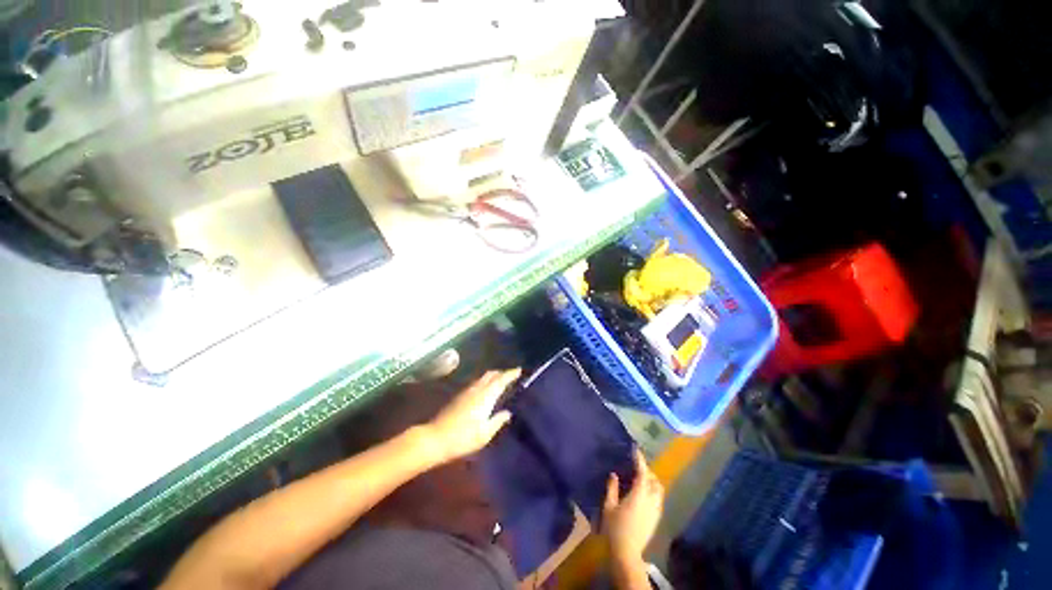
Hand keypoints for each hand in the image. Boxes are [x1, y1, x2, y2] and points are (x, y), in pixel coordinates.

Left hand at [424, 369, 519, 463]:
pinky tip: (484, 390)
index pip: (501, 380)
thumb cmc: (463, 437)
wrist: (435, 439)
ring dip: (492, 376)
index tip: (519, 370)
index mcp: (486, 396)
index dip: (510, 374)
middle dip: (502, 373)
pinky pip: (476, 383)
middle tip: (511, 375)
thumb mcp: (485, 434)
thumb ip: (498, 421)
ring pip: (482, 378)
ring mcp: (466, 392)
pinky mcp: (458, 396)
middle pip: (491, 375)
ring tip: (500, 381)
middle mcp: (476, 389)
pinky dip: (484, 382)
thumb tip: (507, 413)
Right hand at [603, 448, 664, 562]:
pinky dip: (653, 491)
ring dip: (652, 480)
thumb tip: (614, 474)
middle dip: (647, 470)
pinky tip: (644, 493)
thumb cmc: (615, 528)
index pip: (642, 472)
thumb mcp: (609, 506)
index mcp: (638, 495)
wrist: (626, 552)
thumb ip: (612, 488)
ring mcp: (655, 510)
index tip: (636, 449)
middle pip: (654, 480)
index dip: (640, 459)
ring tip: (642, 478)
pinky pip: (658, 499)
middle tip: (637, 465)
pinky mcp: (656, 519)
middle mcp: (650, 500)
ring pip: (659, 490)